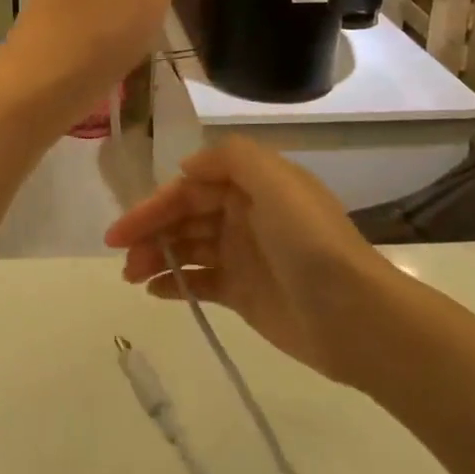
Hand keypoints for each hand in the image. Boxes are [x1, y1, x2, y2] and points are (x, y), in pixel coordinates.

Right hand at [103, 137, 386, 380]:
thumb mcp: (276, 181)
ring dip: (156, 256)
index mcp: (252, 185)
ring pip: (188, 247)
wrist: (354, 315)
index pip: (191, 186)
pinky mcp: (244, 294)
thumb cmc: (309, 242)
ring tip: (131, 276)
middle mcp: (244, 214)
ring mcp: (244, 255)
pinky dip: (176, 283)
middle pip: (185, 215)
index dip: (155, 203)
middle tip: (120, 256)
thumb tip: (188, 168)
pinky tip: (155, 291)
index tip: (124, 228)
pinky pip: (201, 281)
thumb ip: (231, 158)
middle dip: (150, 231)